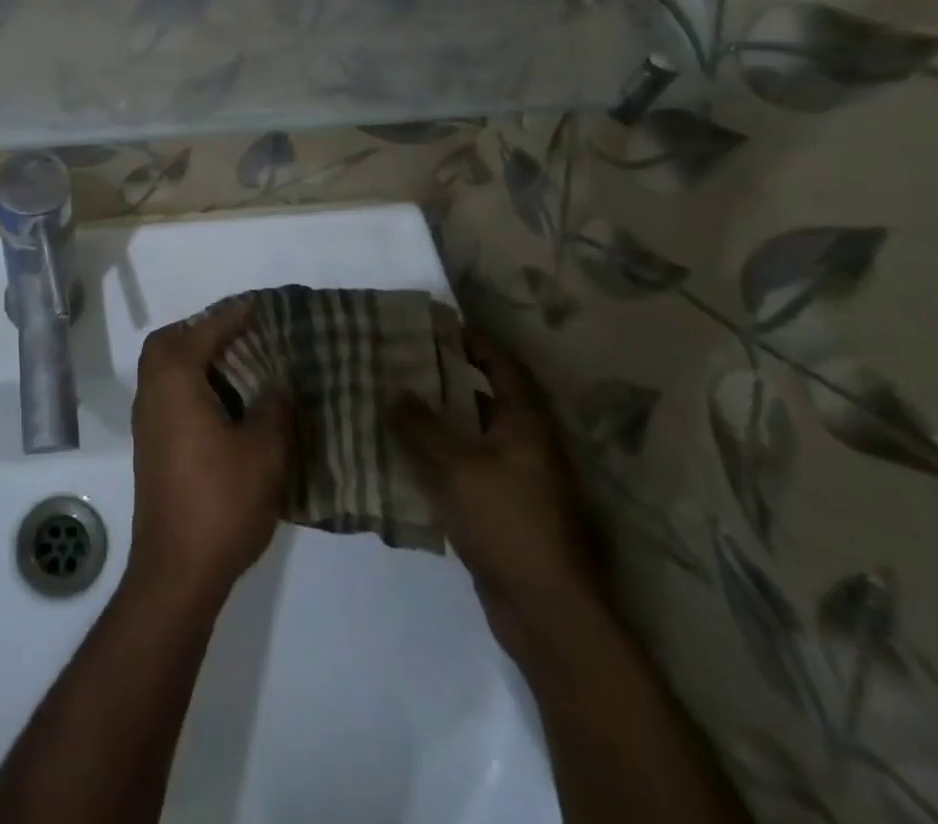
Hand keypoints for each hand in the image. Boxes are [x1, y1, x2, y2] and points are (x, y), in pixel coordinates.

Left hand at [127, 301, 292, 606]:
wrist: (176, 568)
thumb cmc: (221, 501)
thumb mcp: (264, 452)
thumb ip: (273, 408)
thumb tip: (276, 383)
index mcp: (175, 380)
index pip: (204, 332)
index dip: (232, 316)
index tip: (257, 306)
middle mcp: (152, 391)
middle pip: (168, 342)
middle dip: (201, 331)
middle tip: (239, 336)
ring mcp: (146, 420)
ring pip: (163, 369)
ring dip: (193, 358)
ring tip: (237, 366)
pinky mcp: (150, 446)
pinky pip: (166, 393)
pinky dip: (189, 383)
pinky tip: (223, 406)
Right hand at [389, 331, 604, 664]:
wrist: (545, 611)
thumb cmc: (506, 522)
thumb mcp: (455, 466)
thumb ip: (419, 426)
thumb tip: (393, 390)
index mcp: (526, 424)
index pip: (502, 366)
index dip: (473, 342)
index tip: (437, 325)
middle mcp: (527, 446)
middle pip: (484, 399)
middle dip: (444, 380)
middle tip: (401, 364)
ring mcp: (518, 481)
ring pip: (471, 437)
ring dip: (437, 422)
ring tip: (392, 404)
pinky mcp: (503, 511)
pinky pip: (466, 470)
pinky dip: (438, 459)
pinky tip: (402, 458)